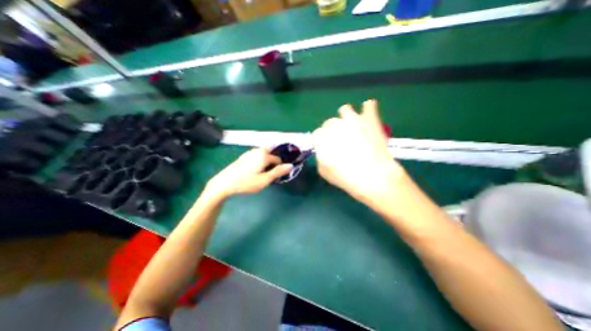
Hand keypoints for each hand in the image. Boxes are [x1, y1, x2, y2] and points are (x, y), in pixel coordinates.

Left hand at [206, 148, 293, 199]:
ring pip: (263, 155)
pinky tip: (254, 171)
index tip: (275, 176)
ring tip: (262, 173)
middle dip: (272, 162)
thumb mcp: (265, 180)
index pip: (277, 159)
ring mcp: (249, 153)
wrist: (224, 183)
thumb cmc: (246, 182)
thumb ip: (278, 172)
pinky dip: (259, 161)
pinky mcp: (243, 157)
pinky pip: (256, 156)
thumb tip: (291, 165)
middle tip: (269, 173)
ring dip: (266, 162)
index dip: (279, 167)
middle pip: (270, 153)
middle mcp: (257, 151)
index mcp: (263, 155)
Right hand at [313, 99, 405, 205]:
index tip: (326, 148)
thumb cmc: (344, 176)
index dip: (321, 141)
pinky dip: (367, 109)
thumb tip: (323, 151)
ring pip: (345, 109)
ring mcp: (353, 119)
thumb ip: (320, 157)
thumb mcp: (324, 171)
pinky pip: (368, 105)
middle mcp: (335, 124)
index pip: (317, 134)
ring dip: (346, 117)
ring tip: (352, 126)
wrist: (372, 175)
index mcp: (322, 136)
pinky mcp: (370, 119)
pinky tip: (368, 115)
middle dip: (333, 130)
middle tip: (341, 141)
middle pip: (330, 122)